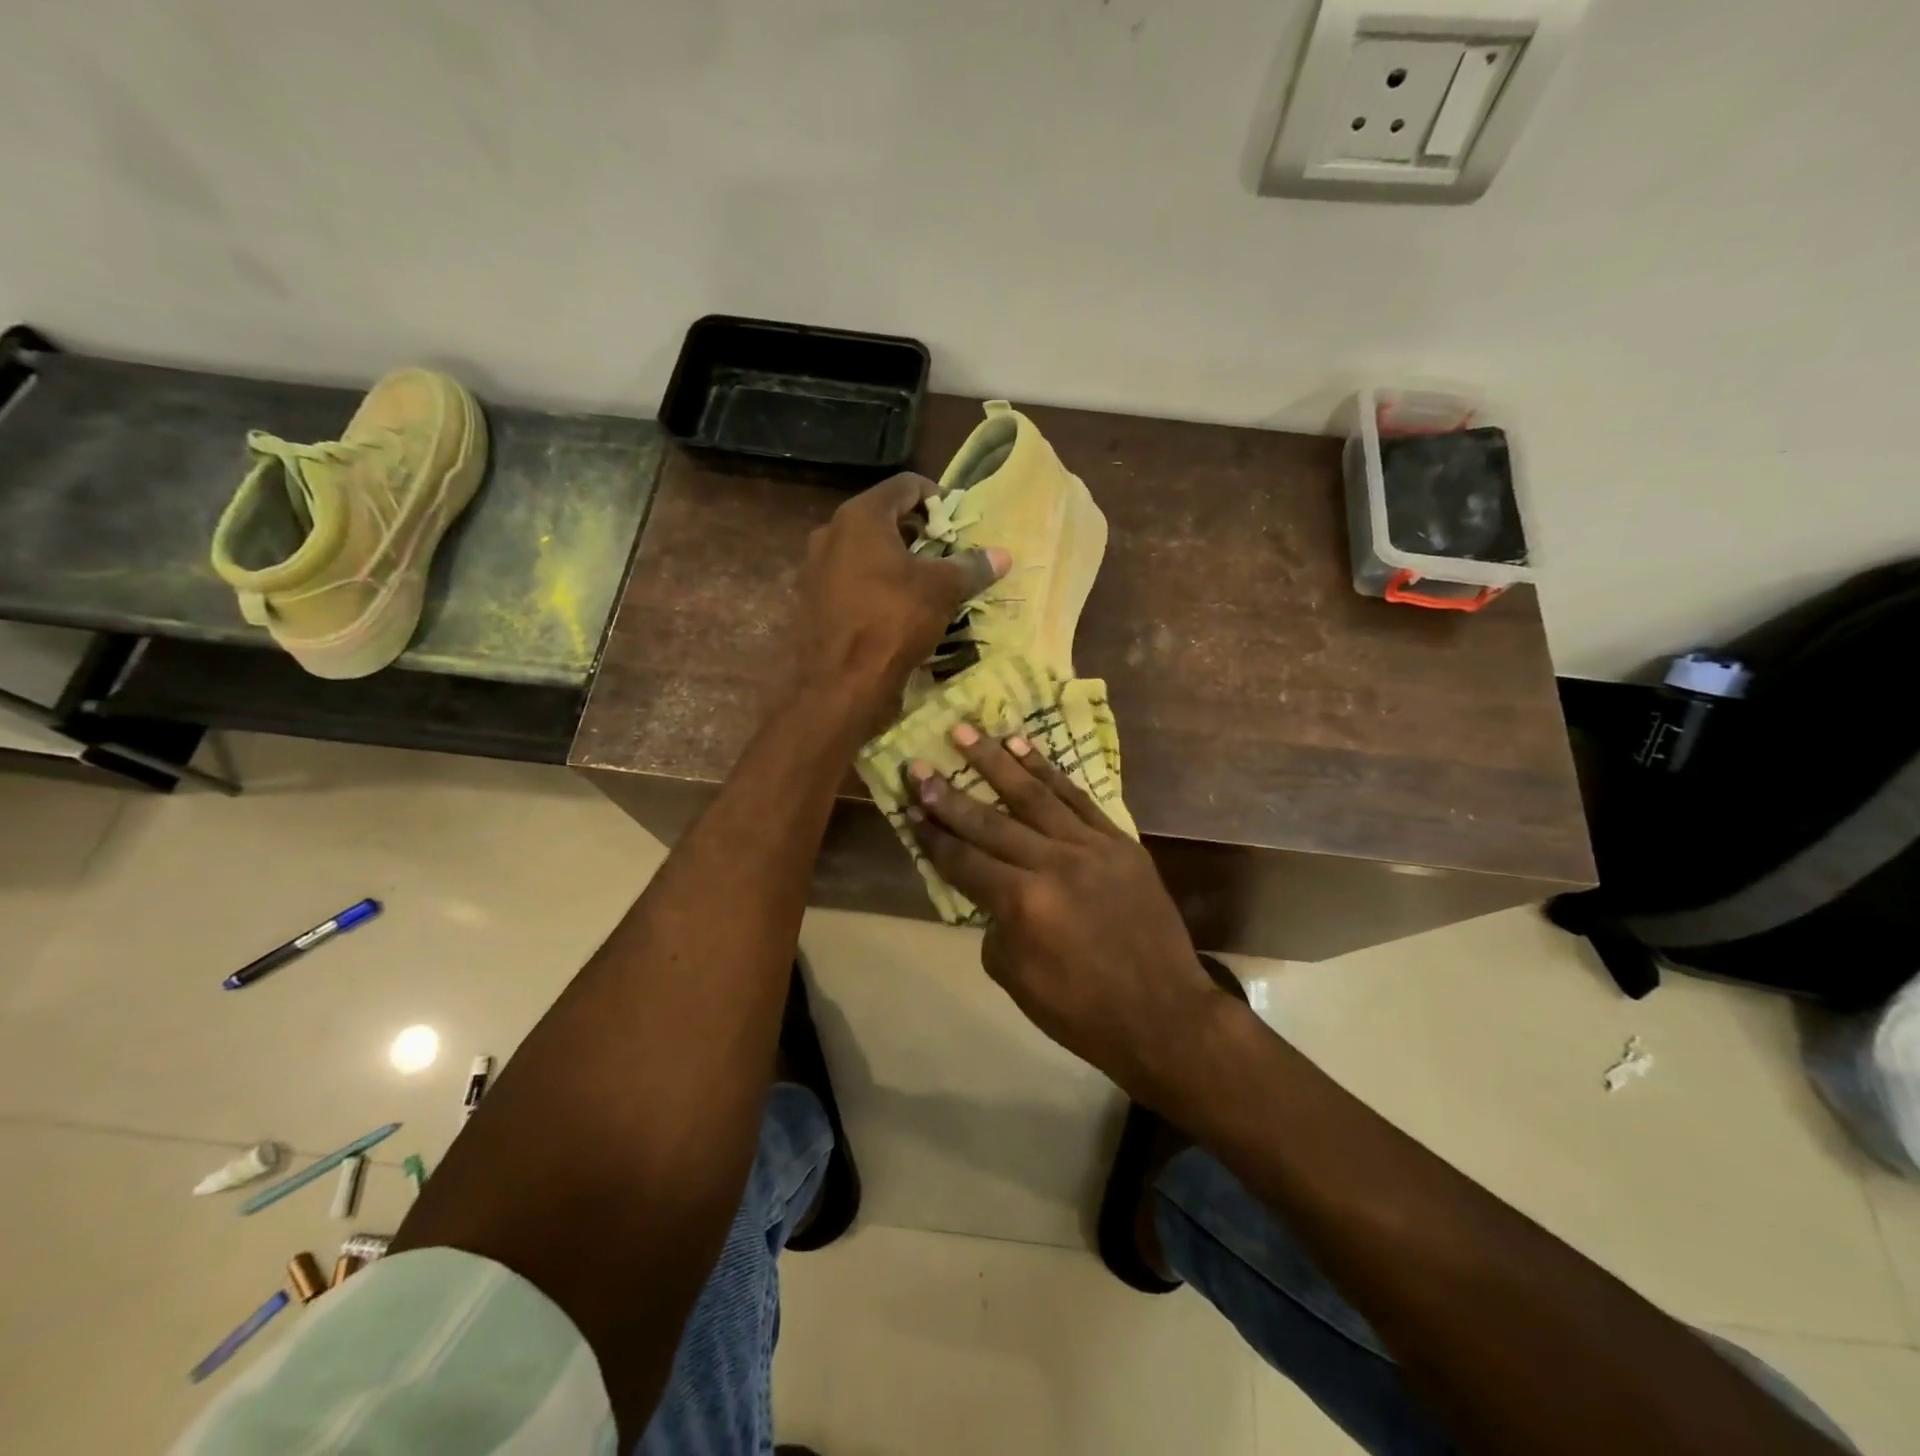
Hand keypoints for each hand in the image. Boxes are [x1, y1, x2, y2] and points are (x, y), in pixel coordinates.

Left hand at [789, 474, 1008, 728]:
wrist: (838, 684)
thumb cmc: (892, 622)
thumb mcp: (941, 591)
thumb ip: (970, 567)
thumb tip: (1002, 555)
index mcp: (860, 517)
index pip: (905, 485)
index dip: (936, 498)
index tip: (957, 523)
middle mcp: (831, 533)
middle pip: (882, 518)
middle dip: (916, 533)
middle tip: (945, 554)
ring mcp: (815, 569)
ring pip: (864, 552)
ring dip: (894, 561)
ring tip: (923, 585)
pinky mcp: (812, 601)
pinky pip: (850, 580)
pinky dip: (874, 586)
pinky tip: (894, 610)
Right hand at [906, 726, 1232, 1102]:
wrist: (1164, 1015)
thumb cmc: (1082, 1010)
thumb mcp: (1016, 979)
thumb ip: (995, 925)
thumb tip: (990, 891)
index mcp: (1022, 904)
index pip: (963, 860)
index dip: (931, 835)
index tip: (907, 805)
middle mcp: (1052, 864)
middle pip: (989, 821)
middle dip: (948, 793)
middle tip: (919, 764)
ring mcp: (1090, 847)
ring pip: (1033, 795)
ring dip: (995, 761)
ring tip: (967, 731)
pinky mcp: (1120, 842)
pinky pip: (1077, 798)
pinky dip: (1048, 771)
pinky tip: (1023, 748)